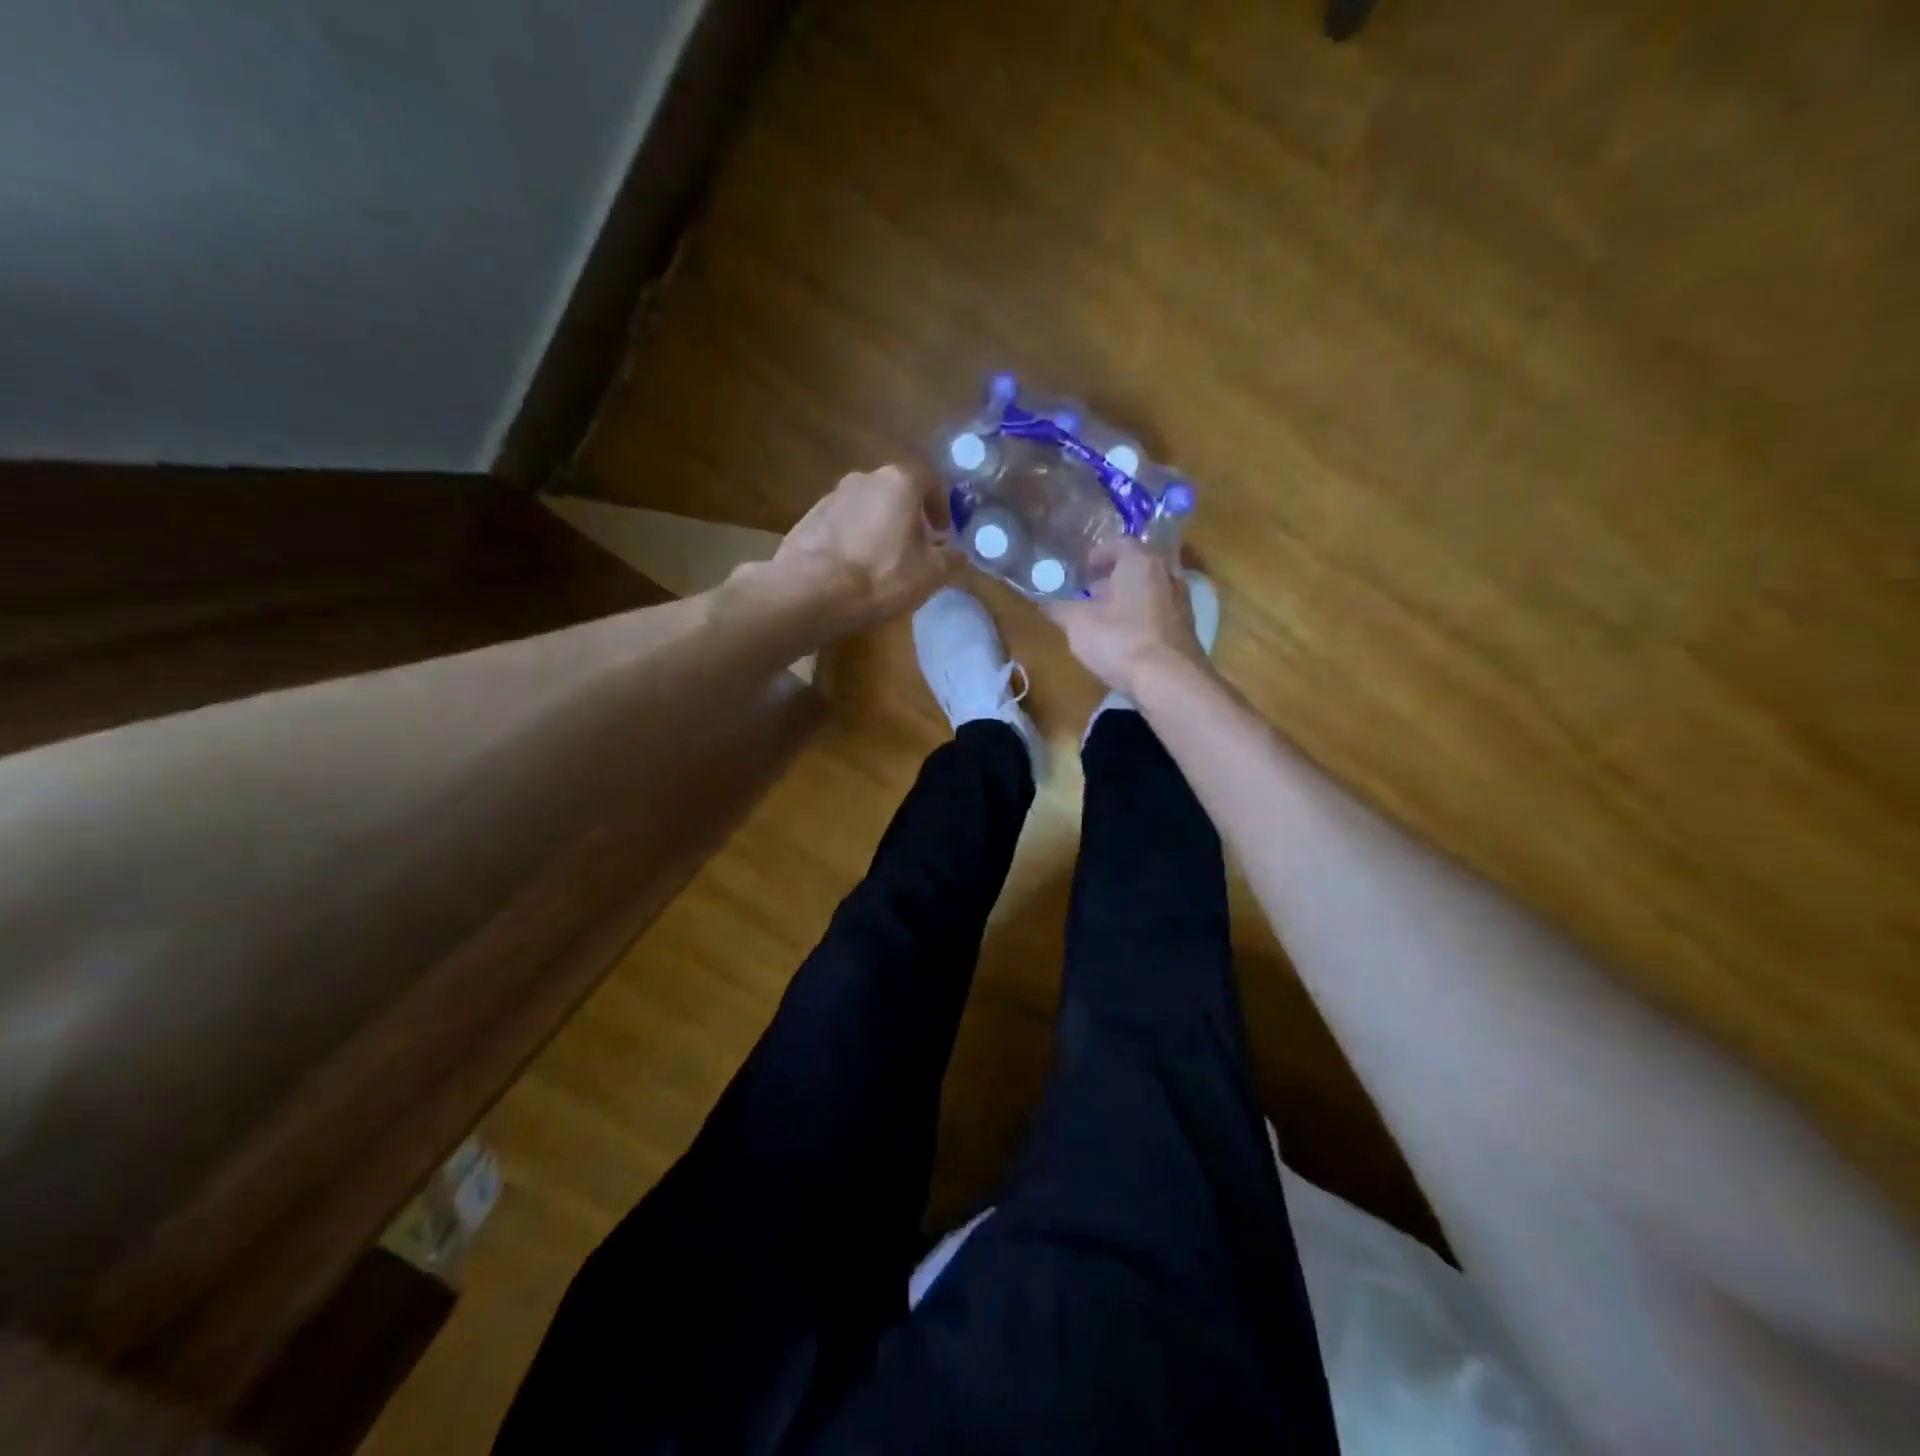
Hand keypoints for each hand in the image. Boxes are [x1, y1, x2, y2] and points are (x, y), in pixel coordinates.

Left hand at [765, 464, 958, 630]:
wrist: (812, 590)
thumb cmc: (882, 575)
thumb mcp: (931, 573)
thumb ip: (951, 558)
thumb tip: (956, 553)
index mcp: (898, 481)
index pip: (928, 479)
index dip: (940, 505)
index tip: (942, 531)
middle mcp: (863, 478)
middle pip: (895, 492)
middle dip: (908, 517)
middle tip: (915, 549)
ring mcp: (831, 497)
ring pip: (866, 508)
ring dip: (878, 528)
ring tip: (882, 563)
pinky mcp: (808, 520)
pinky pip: (841, 525)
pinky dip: (853, 540)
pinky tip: (853, 570)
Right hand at [1046, 540, 1210, 698]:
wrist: (1169, 681)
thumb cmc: (1120, 640)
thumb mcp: (1078, 624)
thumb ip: (1059, 608)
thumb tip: (1044, 601)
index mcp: (1141, 562)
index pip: (1120, 544)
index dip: (1098, 555)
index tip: (1082, 570)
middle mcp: (1167, 574)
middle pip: (1137, 568)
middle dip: (1113, 579)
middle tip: (1090, 594)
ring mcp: (1181, 603)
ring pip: (1150, 591)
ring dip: (1128, 600)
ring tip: (1105, 618)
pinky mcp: (1187, 630)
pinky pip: (1159, 614)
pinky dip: (1141, 619)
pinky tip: (1125, 639)